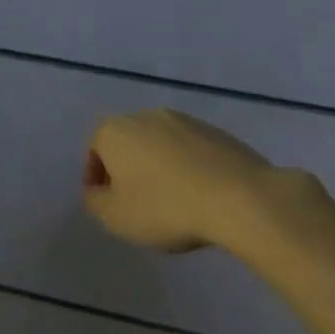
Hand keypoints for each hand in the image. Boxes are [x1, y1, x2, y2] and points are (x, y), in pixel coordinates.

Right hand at [83, 108, 320, 252]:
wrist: (240, 197)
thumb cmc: (166, 207)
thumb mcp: (116, 217)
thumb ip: (95, 202)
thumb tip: (97, 191)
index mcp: (115, 130)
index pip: (94, 149)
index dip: (96, 178)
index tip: (107, 204)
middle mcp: (147, 116)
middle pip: (128, 142)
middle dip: (127, 169)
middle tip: (136, 202)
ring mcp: (185, 120)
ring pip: (160, 144)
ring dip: (159, 167)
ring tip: (171, 201)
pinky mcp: (217, 132)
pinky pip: (191, 150)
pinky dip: (188, 167)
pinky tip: (199, 194)